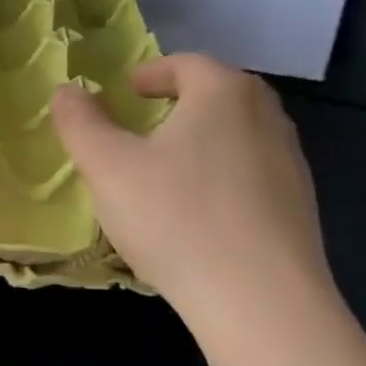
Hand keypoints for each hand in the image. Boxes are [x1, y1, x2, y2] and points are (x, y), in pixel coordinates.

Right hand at [51, 54, 334, 339]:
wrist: (260, 301)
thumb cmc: (175, 218)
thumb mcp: (107, 167)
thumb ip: (80, 122)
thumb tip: (66, 90)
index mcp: (224, 93)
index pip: (186, 64)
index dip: (150, 73)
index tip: (125, 93)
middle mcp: (267, 116)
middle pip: (217, 94)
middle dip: (178, 103)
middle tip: (142, 126)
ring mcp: (290, 162)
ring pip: (236, 135)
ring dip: (200, 140)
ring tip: (165, 171)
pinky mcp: (298, 206)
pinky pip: (250, 174)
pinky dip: (220, 176)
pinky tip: (196, 214)